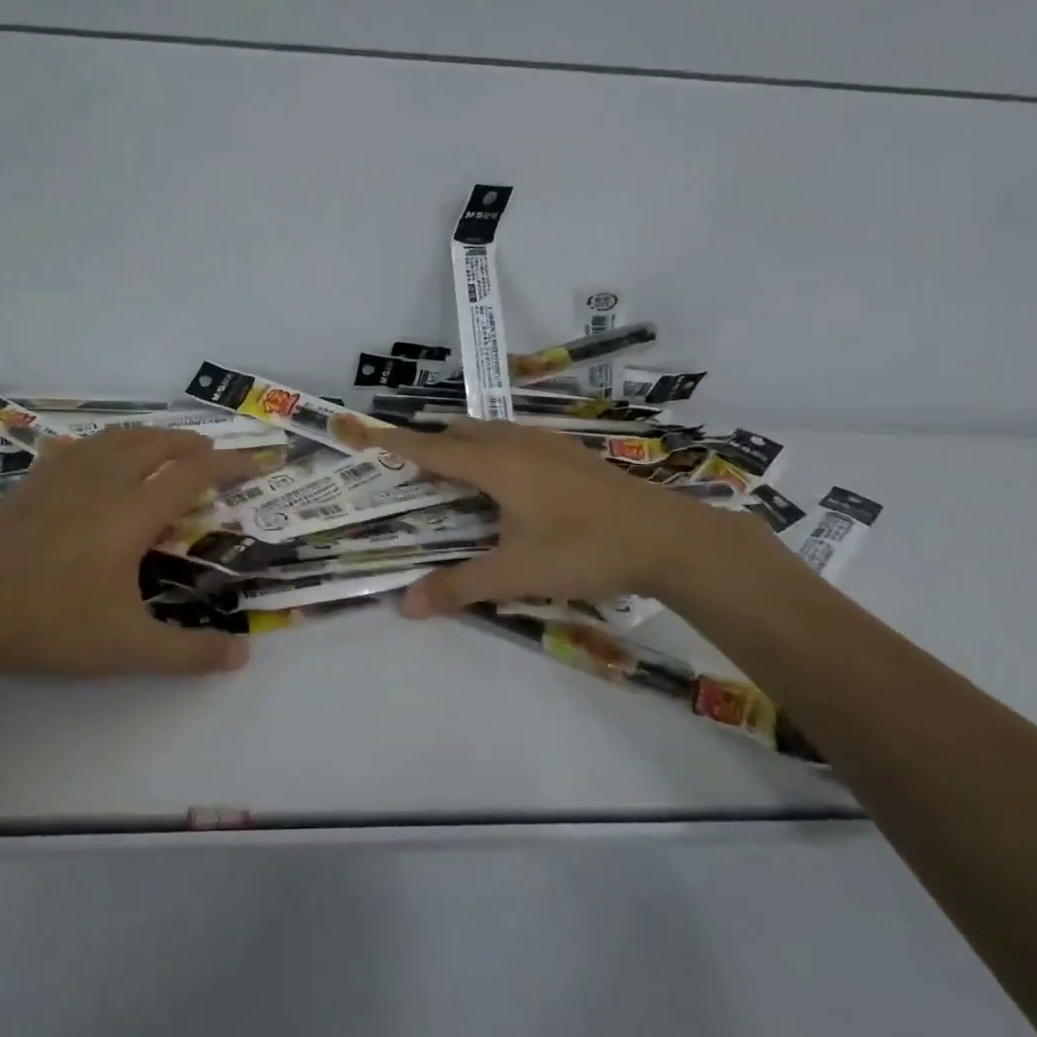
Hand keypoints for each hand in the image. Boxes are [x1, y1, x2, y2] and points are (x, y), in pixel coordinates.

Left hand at [0, 428, 258, 679]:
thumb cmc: (49, 625)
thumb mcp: (126, 648)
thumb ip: (188, 654)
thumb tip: (242, 657)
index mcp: (131, 514)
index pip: (192, 474)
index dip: (229, 464)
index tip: (255, 462)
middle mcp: (103, 482)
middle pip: (156, 443)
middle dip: (190, 443)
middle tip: (210, 456)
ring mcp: (61, 477)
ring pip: (116, 438)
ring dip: (149, 436)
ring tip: (163, 448)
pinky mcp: (30, 483)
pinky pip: (76, 448)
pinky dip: (101, 445)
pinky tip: (94, 458)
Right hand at [341, 418, 775, 616]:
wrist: (668, 538)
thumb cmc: (584, 550)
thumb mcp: (516, 573)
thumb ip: (459, 586)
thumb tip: (406, 605)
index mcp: (496, 464)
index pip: (433, 448)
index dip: (398, 443)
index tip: (369, 433)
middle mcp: (517, 443)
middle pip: (460, 432)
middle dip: (430, 443)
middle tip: (409, 468)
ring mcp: (548, 445)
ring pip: (491, 431)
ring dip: (464, 444)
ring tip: (452, 472)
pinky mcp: (571, 455)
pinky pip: (515, 440)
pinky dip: (493, 450)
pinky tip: (508, 480)